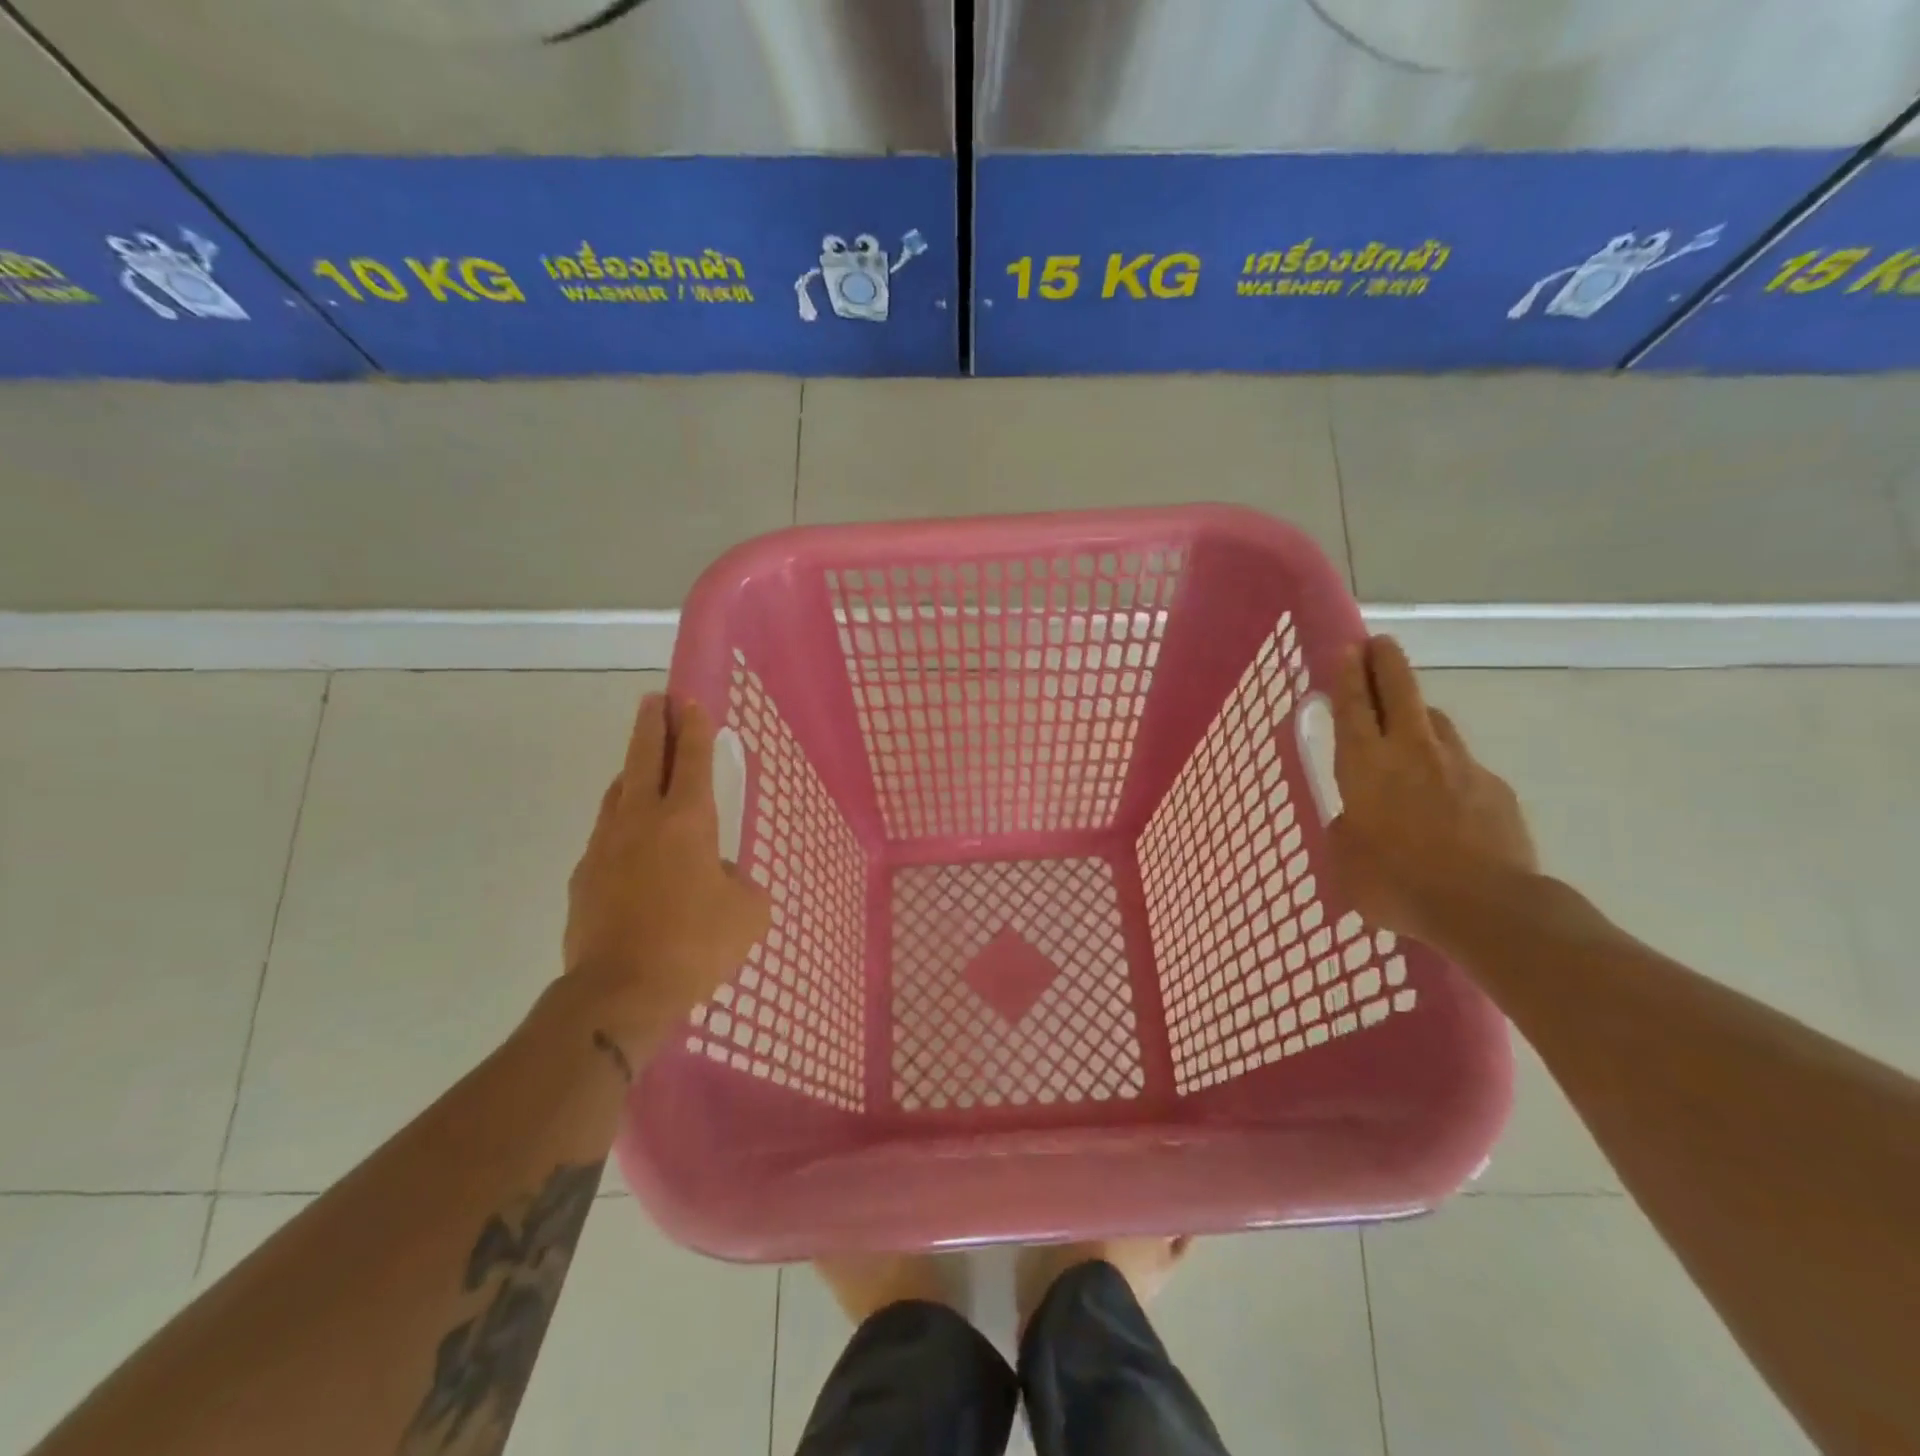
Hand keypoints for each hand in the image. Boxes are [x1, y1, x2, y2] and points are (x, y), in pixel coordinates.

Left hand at [562, 693, 769, 1059]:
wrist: (619, 992)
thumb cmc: (696, 944)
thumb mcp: (748, 912)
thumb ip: (739, 882)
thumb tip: (720, 875)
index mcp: (687, 820)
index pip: (692, 758)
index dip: (694, 727)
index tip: (689, 700)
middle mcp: (641, 820)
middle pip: (644, 756)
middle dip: (652, 724)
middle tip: (655, 699)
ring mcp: (605, 845)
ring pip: (618, 791)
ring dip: (632, 769)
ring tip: (641, 762)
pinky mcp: (583, 876)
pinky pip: (606, 834)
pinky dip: (621, 822)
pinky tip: (630, 840)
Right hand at [1327, 636, 1537, 950]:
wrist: (1486, 907)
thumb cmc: (1395, 883)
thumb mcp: (1345, 861)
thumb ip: (1346, 831)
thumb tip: (1356, 822)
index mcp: (1365, 765)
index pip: (1353, 705)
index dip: (1348, 674)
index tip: (1348, 648)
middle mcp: (1411, 751)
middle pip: (1399, 690)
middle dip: (1386, 662)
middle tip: (1379, 644)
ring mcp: (1459, 765)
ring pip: (1435, 721)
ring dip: (1417, 713)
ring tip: (1408, 723)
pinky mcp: (1495, 788)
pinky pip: (1463, 765)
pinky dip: (1448, 767)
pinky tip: (1446, 796)